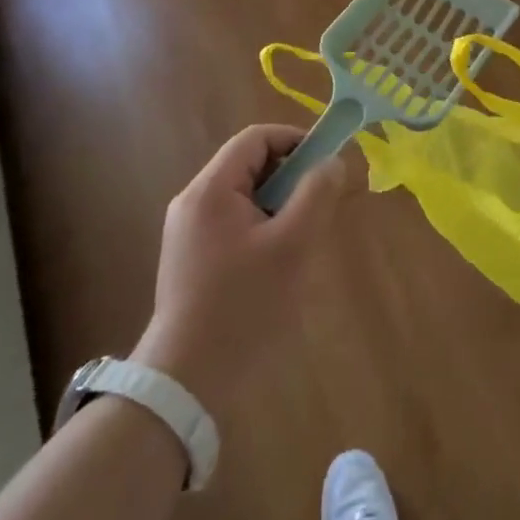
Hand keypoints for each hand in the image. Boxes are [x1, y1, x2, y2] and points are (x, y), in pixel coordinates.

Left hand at [134, 125, 351, 406]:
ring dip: (279, 204)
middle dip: (290, 176)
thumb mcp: (292, 244)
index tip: (327, 161)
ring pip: (245, 196)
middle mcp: (193, 201)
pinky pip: (234, 222)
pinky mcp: (191, 258)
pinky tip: (278, 262)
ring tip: (302, 238)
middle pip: (249, 165)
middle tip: (320, 205)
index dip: (295, 139)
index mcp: (211, 189)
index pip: (256, 138)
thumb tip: (332, 162)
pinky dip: (262, 226)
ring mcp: (188, 231)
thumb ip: (316, 193)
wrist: (187, 381)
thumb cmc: (244, 305)